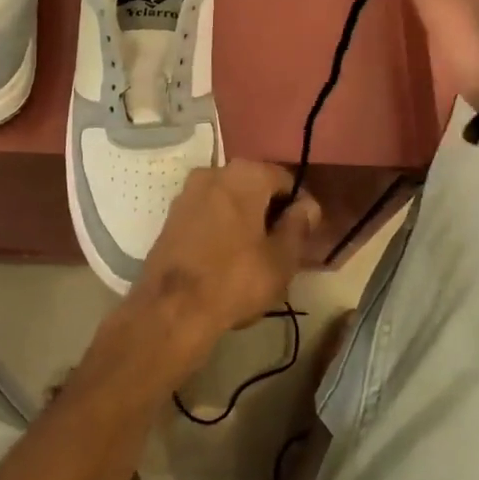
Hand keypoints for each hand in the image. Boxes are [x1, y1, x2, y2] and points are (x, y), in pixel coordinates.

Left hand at [121, 162, 321, 376]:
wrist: (171, 307)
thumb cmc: (235, 279)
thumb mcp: (281, 258)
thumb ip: (299, 226)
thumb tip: (307, 206)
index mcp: (245, 174)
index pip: (285, 180)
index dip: (300, 207)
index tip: (305, 235)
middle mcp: (213, 171)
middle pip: (255, 187)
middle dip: (270, 212)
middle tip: (282, 248)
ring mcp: (188, 192)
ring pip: (229, 200)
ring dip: (245, 220)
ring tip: (255, 256)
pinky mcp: (172, 215)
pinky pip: (208, 213)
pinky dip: (222, 227)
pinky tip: (227, 257)